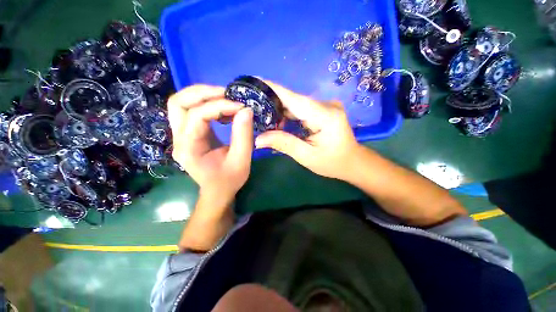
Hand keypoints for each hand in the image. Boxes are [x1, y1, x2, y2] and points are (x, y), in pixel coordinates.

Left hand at [168, 85, 253, 207]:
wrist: (217, 191)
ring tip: (224, 97)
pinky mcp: (188, 134)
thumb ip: (243, 135)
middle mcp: (178, 139)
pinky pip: (190, 110)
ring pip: (181, 104)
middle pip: (178, 103)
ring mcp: (180, 135)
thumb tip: (246, 110)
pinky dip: (205, 104)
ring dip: (202, 95)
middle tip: (227, 93)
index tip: (240, 106)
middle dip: (203, 93)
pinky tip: (222, 109)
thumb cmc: (229, 180)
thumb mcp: (241, 160)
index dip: (219, 106)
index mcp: (188, 148)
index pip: (197, 116)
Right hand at [255, 82, 361, 180]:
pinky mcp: (323, 110)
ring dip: (280, 110)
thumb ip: (284, 144)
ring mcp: (326, 106)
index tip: (255, 81)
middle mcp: (326, 105)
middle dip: (273, 103)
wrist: (352, 162)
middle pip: (294, 100)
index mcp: (325, 115)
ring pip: (297, 104)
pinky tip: (278, 121)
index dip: (274, 89)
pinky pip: (302, 109)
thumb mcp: (307, 156)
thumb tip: (258, 139)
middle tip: (253, 107)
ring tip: (262, 116)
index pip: (294, 98)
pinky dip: (289, 114)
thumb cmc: (332, 162)